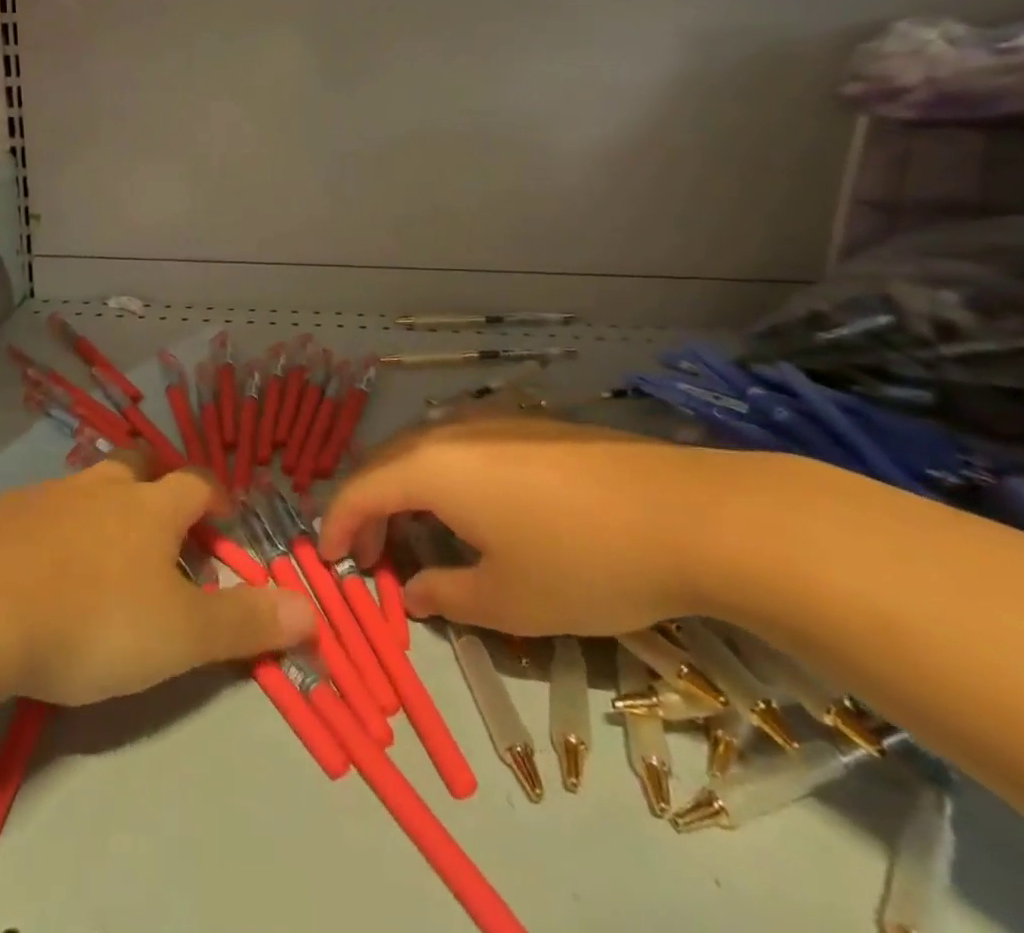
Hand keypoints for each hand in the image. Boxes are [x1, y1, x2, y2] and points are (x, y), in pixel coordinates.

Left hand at [0, 458, 314, 705]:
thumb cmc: (92, 619)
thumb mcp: (180, 634)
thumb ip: (245, 621)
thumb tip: (314, 608)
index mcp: (150, 507)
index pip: (196, 484)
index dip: (215, 498)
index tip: (224, 519)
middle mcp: (101, 487)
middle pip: (138, 466)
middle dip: (155, 484)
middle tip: (160, 523)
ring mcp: (46, 496)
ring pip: (85, 486)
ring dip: (99, 508)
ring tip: (98, 552)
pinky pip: (35, 512)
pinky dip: (48, 530)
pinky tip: (37, 568)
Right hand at [319, 413, 777, 637]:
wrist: (693, 514)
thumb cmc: (583, 562)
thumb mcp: (507, 600)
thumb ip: (445, 595)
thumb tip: (412, 591)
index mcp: (432, 467)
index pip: (360, 489)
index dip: (337, 526)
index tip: (330, 561)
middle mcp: (451, 432)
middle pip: (386, 464)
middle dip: (367, 509)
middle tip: (369, 557)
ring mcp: (493, 422)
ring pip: (424, 452)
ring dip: (405, 493)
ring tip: (415, 536)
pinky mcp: (530, 426)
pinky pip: (461, 448)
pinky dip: (442, 480)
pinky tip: (470, 512)